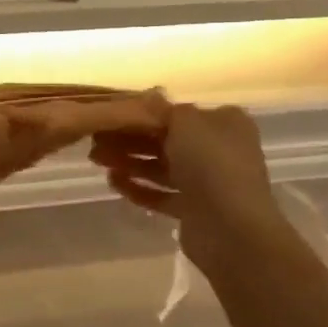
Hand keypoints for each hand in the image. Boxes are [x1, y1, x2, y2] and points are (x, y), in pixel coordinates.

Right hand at [89, 103, 300, 277]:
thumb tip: (150, 98)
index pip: (180, 113)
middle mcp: (219, 150)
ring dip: (130, 163)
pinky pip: (162, 194)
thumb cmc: (211, 162)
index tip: (114, 115)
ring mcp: (207, 182)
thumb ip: (163, 109)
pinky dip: (139, 188)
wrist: (231, 228)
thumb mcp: (185, 121)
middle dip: (130, 140)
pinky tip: (113, 182)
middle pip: (167, 140)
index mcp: (224, 123)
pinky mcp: (194, 210)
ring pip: (162, 167)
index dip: (146, 113)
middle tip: (96, 141)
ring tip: (98, 161)